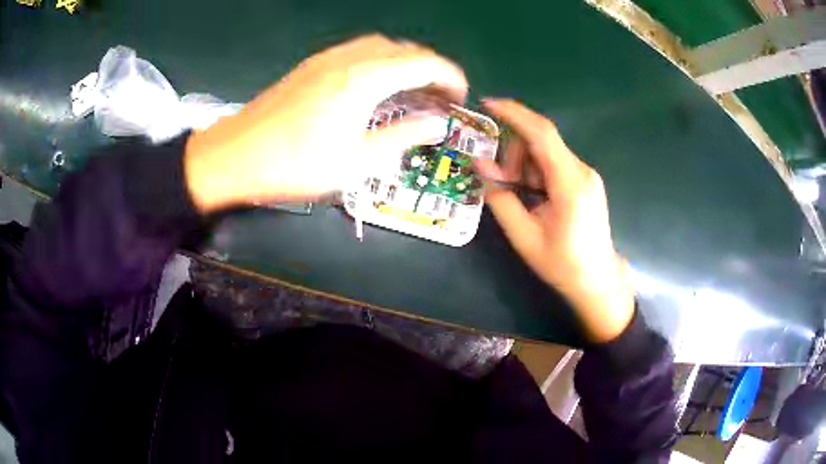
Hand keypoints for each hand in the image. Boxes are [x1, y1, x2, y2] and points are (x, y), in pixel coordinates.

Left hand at [184, 35, 467, 211]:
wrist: (233, 156)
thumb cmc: (293, 165)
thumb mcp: (355, 162)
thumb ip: (401, 138)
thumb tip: (436, 125)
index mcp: (363, 80)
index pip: (422, 63)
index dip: (449, 76)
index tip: (460, 96)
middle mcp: (347, 59)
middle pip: (402, 48)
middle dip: (429, 66)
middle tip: (437, 95)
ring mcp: (325, 59)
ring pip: (378, 46)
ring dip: (403, 61)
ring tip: (410, 89)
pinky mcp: (310, 66)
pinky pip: (356, 51)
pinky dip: (378, 61)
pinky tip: (374, 85)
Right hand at [475, 99, 633, 342]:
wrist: (597, 279)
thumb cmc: (562, 264)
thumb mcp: (524, 236)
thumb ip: (500, 198)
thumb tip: (479, 166)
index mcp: (570, 183)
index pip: (541, 133)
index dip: (514, 114)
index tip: (487, 104)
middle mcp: (581, 170)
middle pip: (540, 141)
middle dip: (514, 154)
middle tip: (501, 183)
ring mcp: (586, 174)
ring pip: (545, 152)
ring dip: (524, 166)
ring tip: (521, 198)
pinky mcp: (585, 179)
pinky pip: (554, 163)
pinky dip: (536, 172)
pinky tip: (534, 196)